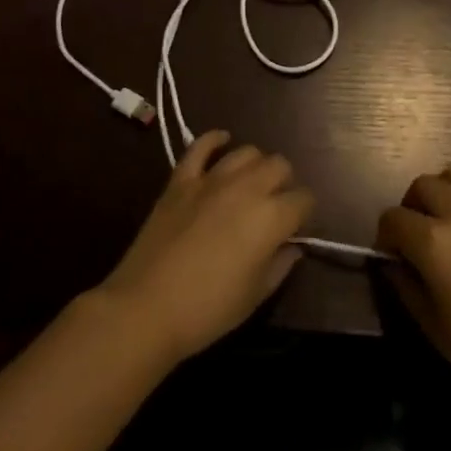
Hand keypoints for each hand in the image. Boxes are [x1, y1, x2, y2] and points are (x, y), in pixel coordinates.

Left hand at [95, 130, 314, 364]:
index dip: (305, 213)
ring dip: (256, 166)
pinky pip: (201, 146)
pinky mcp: (181, 179)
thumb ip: (280, 265)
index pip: (304, 199)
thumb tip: (292, 246)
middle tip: (275, 206)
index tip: (296, 228)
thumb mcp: (255, 295)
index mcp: (271, 217)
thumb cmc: (208, 310)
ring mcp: (211, 179)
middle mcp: (247, 188)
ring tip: (251, 184)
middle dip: (284, 183)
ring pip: (247, 152)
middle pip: (280, 165)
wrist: (145, 308)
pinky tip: (222, 141)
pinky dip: (214, 140)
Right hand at [377, 166, 450, 423]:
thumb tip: (394, 263)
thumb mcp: (432, 324)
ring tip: (448, 217)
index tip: (392, 255)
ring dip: (444, 190)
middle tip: (417, 234)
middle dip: (411, 206)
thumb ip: (405, 285)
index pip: (393, 218)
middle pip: (423, 185)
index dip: (385, 235)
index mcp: (434, 242)